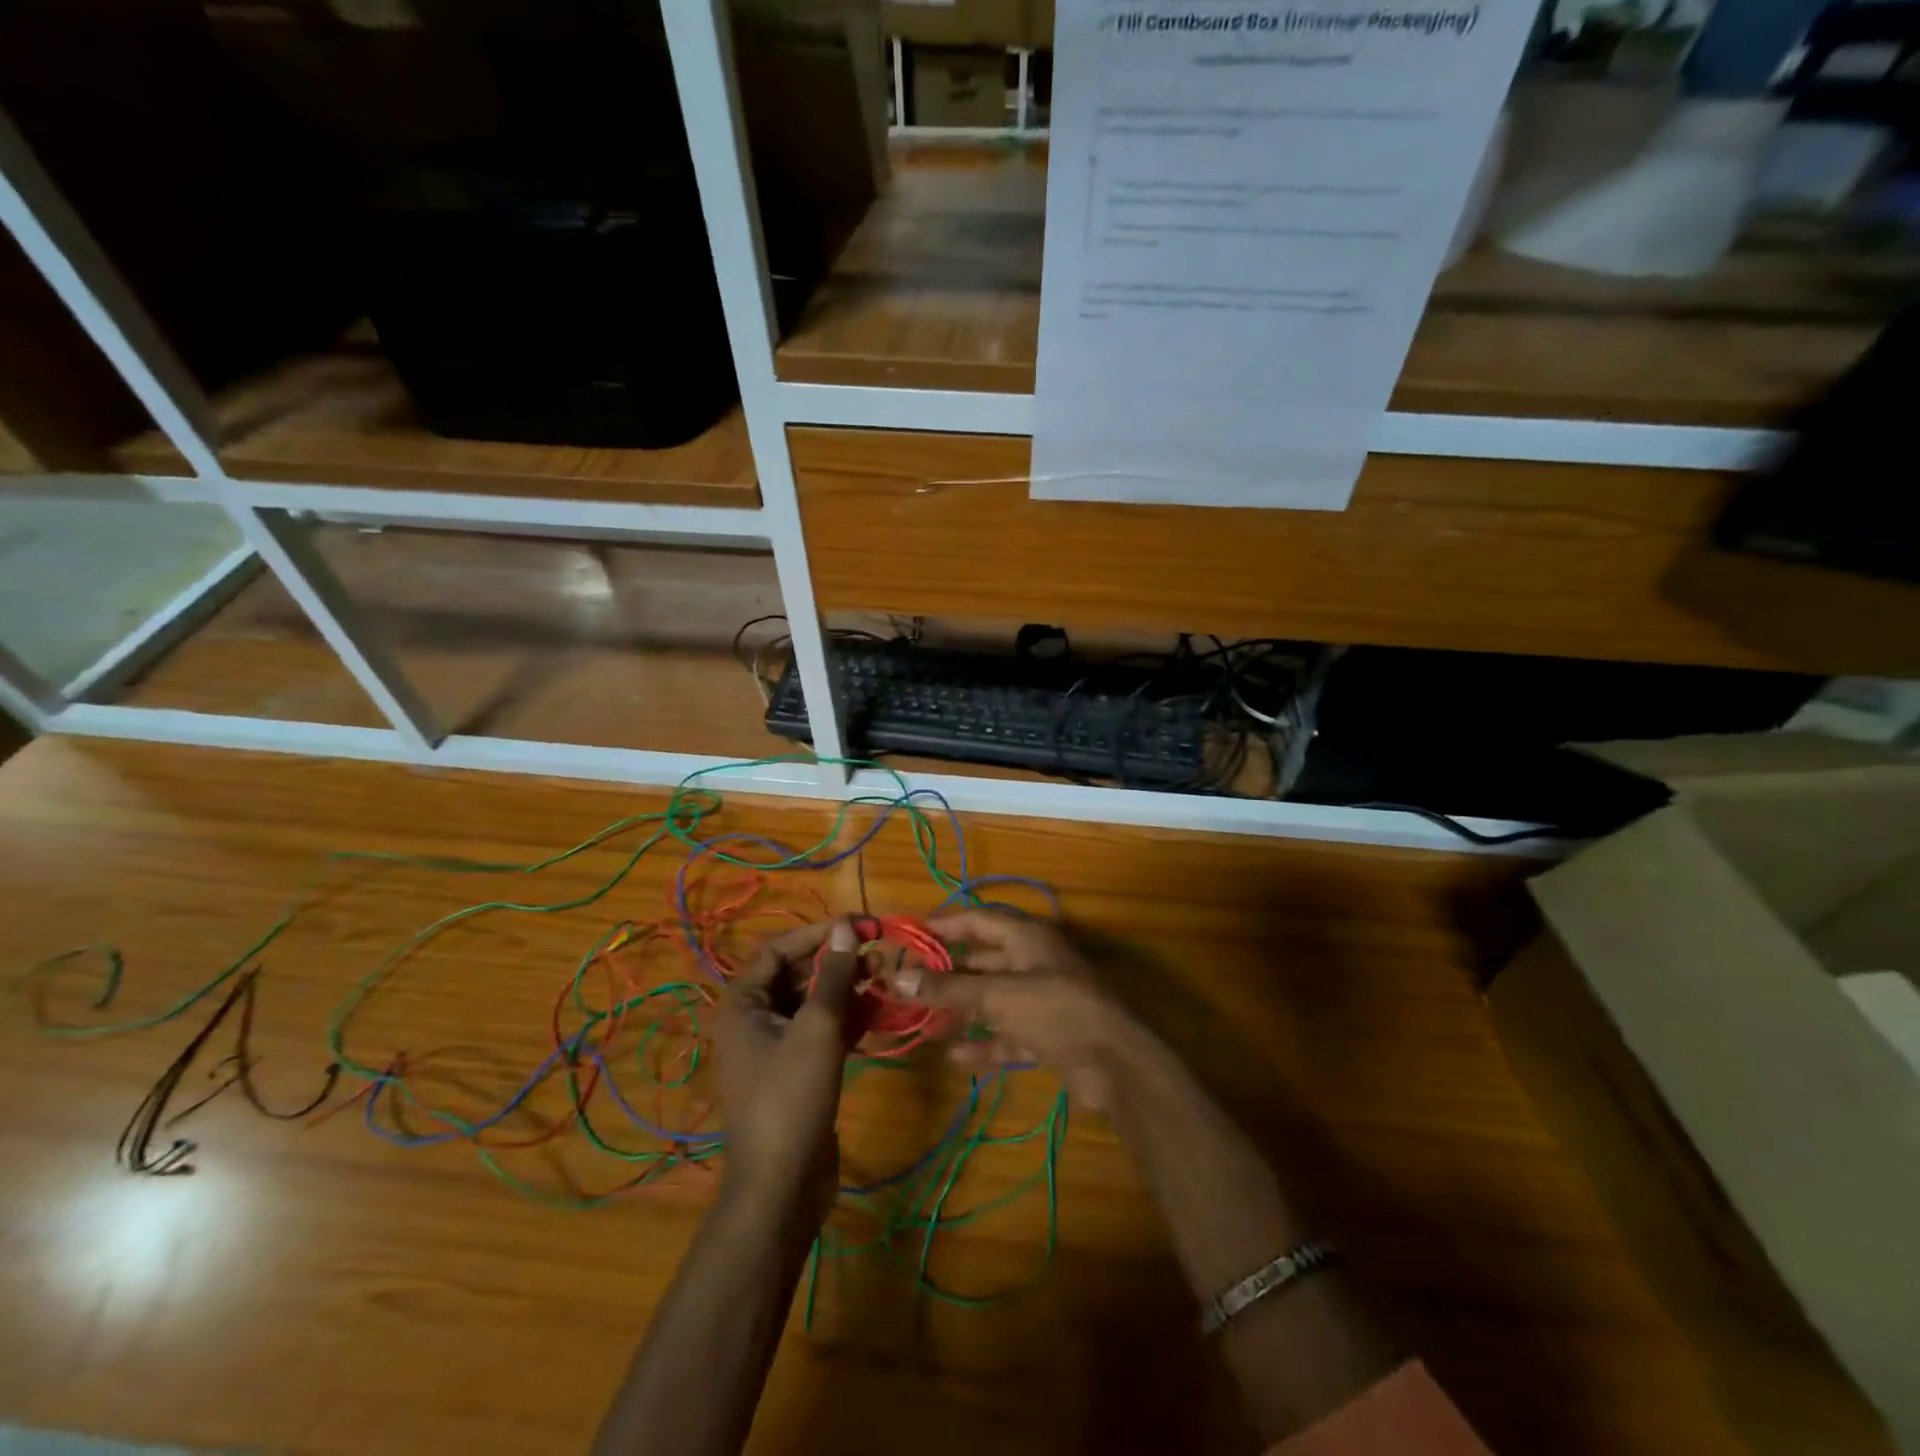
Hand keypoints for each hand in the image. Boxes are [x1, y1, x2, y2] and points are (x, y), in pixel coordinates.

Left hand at [717, 919, 860, 1229]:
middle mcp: (754, 1020)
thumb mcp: (817, 1029)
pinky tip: (880, 1012)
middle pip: (798, 975)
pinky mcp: (797, 1071)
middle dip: (838, 962)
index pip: (779, 949)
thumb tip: (845, 926)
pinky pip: (822, 1031)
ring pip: (814, 1003)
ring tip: (886, 979)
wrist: (782, 1185)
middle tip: (879, 954)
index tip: (860, 925)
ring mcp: (776, 1048)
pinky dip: (848, 1019)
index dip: (819, 933)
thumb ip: (833, 975)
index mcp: (743, 1004)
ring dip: (848, 989)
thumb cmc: (791, 1097)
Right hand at [886, 909, 1138, 1112]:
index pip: (978, 920)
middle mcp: (1033, 962)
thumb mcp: (997, 996)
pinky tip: (955, 1056)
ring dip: (962, 1009)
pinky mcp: (1047, 1033)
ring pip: (993, 998)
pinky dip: (984, 1042)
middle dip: (948, 972)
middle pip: (983, 960)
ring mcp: (1042, 999)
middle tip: (909, 983)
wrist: (1115, 1063)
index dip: (944, 925)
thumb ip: (948, 989)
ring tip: (923, 1019)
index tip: (909, 935)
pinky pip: (1007, 1032)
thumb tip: (897, 977)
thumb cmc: (1055, 1010)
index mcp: (1026, 938)